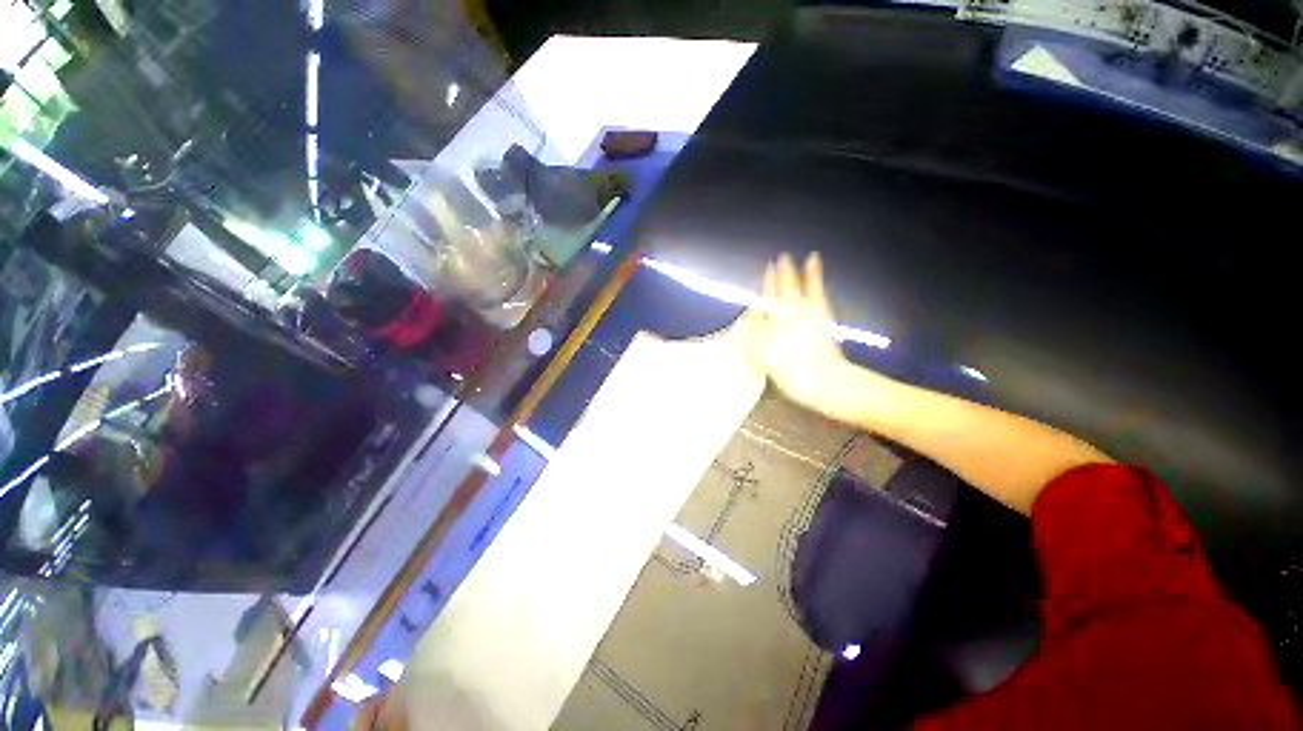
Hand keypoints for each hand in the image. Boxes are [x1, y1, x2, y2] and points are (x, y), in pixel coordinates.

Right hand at [735, 252, 850, 418]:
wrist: (822, 379)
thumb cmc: (792, 377)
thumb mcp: (764, 365)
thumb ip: (751, 346)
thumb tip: (744, 328)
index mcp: (767, 330)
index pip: (757, 312)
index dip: (753, 305)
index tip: (751, 298)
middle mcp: (780, 317)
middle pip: (772, 296)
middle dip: (769, 282)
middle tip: (769, 266)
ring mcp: (800, 311)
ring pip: (789, 288)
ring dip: (786, 273)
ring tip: (784, 257)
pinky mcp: (819, 310)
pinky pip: (814, 288)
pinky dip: (813, 273)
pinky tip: (812, 259)